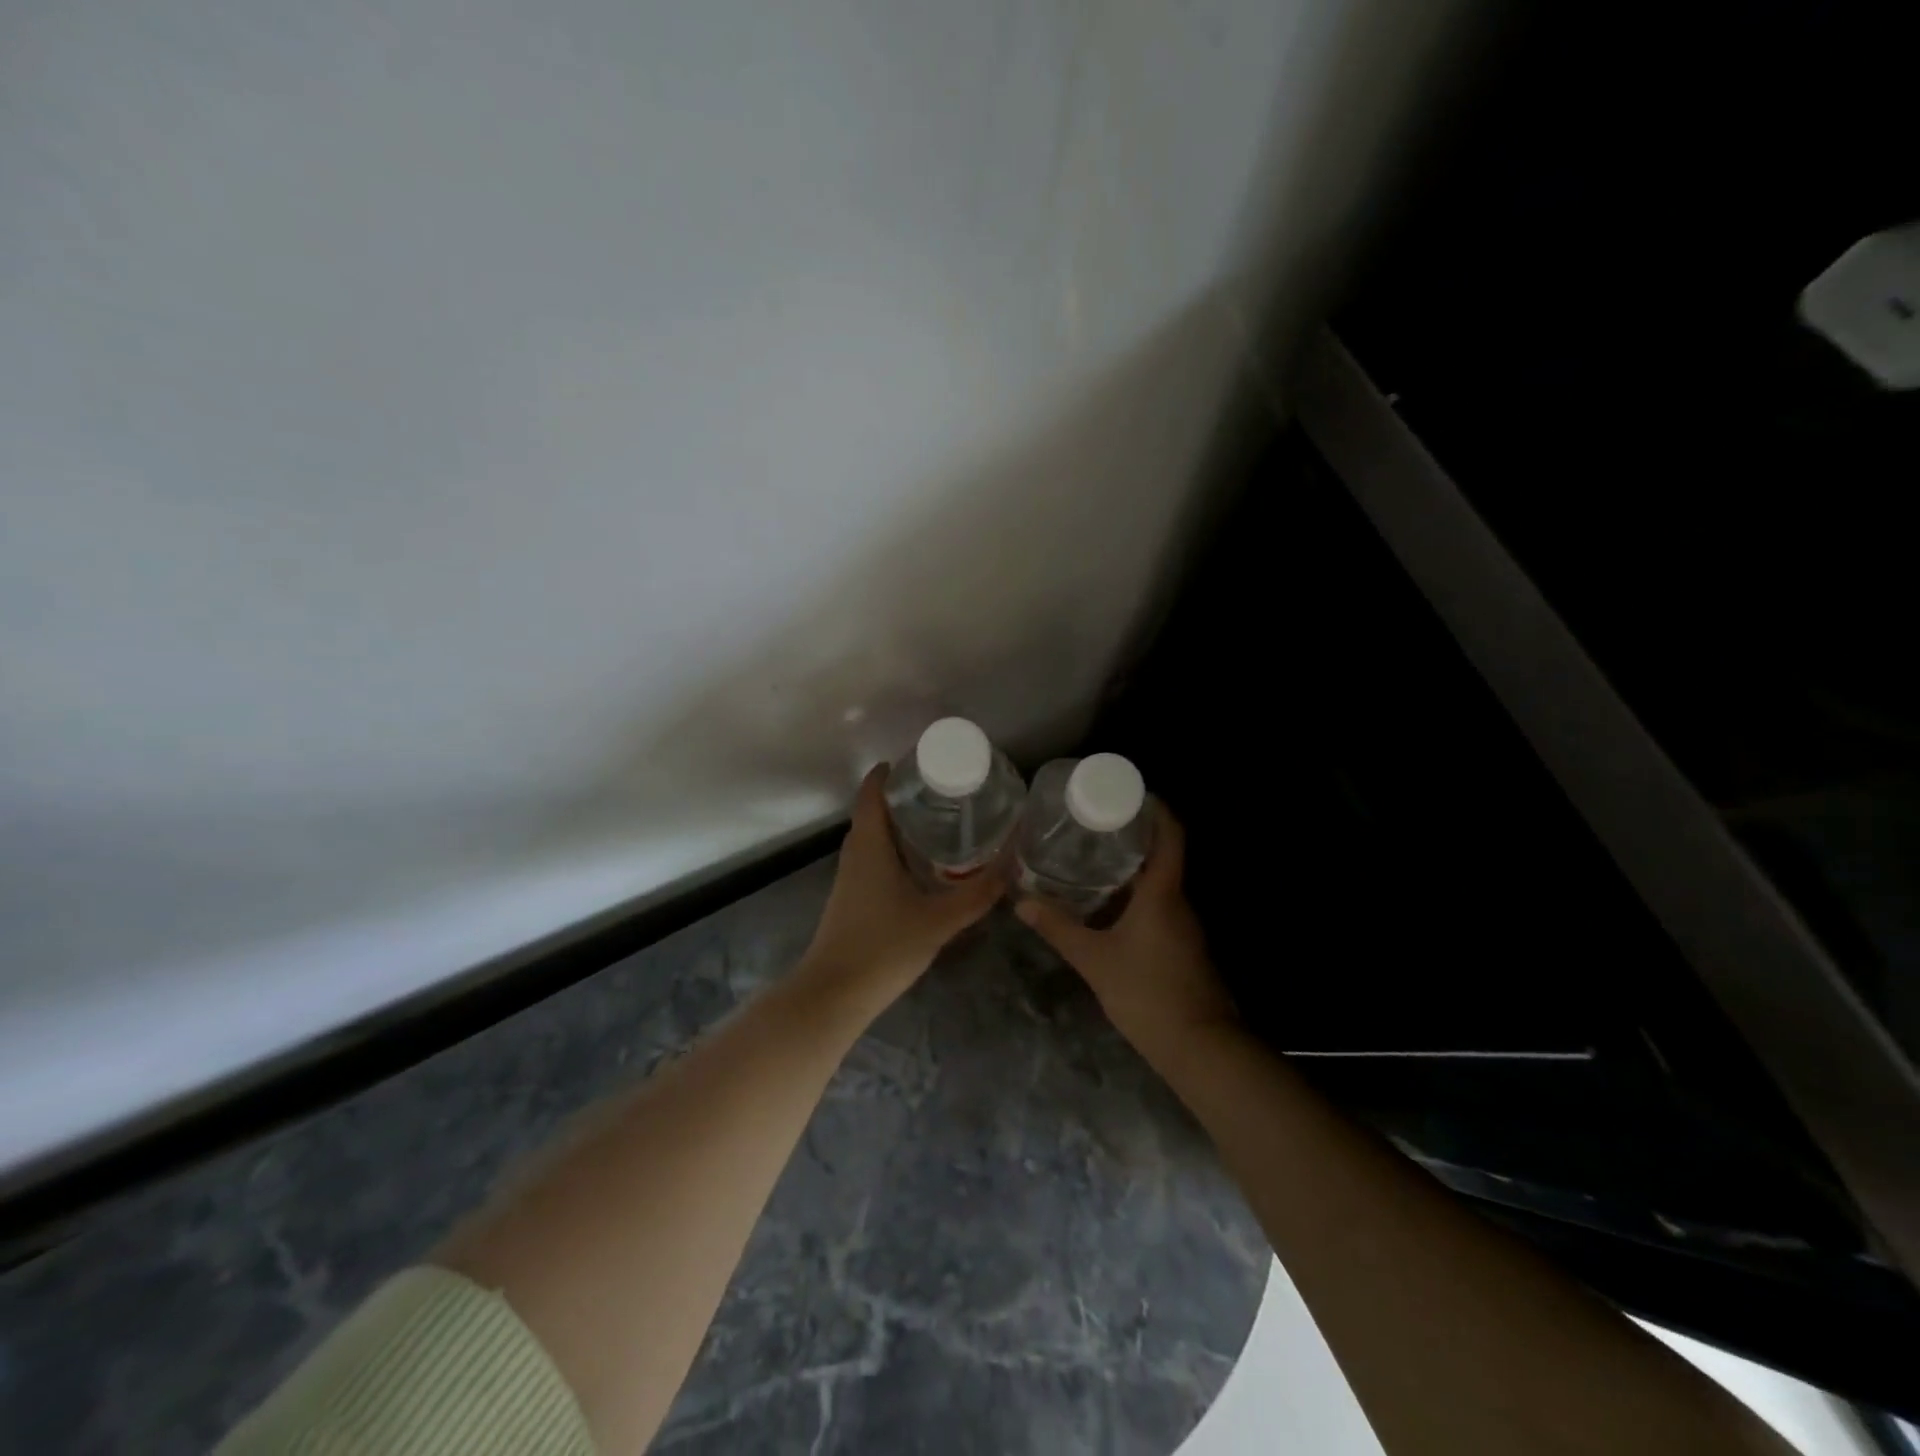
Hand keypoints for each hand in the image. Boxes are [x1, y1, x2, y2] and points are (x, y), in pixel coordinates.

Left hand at [799, 765, 1003, 1013]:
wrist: (833, 995)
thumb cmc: (883, 948)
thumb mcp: (939, 921)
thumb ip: (977, 894)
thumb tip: (1012, 866)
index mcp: (870, 845)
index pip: (873, 791)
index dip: (891, 772)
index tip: (922, 761)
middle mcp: (855, 853)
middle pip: (874, 810)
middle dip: (904, 796)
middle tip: (944, 790)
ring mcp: (849, 877)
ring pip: (873, 836)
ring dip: (899, 823)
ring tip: (940, 821)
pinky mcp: (851, 897)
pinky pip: (873, 857)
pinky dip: (895, 848)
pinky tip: (922, 864)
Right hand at [1016, 804, 1238, 1063]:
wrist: (1201, 1048)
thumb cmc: (1148, 993)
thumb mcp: (1094, 960)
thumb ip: (1059, 929)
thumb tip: (1023, 902)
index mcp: (1163, 893)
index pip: (1171, 834)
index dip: (1156, 808)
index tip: (1129, 793)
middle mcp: (1179, 902)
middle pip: (1163, 855)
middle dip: (1132, 837)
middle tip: (1093, 825)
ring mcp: (1184, 926)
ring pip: (1159, 884)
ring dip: (1131, 869)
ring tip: (1091, 860)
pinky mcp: (1182, 947)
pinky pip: (1159, 907)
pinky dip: (1135, 897)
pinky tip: (1107, 907)